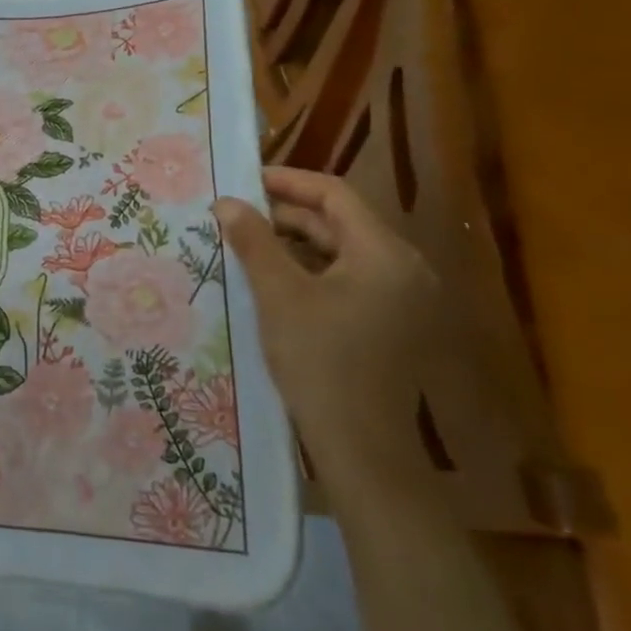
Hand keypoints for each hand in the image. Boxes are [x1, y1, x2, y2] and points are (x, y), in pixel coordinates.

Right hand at [215, 168, 442, 481]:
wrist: (363, 450)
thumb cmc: (320, 362)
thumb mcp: (278, 294)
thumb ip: (253, 241)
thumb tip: (226, 202)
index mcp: (384, 253)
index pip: (335, 194)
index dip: (288, 181)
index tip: (244, 181)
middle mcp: (404, 268)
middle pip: (341, 221)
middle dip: (287, 214)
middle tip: (237, 214)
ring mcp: (402, 299)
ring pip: (343, 252)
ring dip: (296, 242)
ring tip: (248, 244)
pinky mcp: (393, 324)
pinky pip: (350, 279)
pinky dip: (312, 271)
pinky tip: (275, 280)